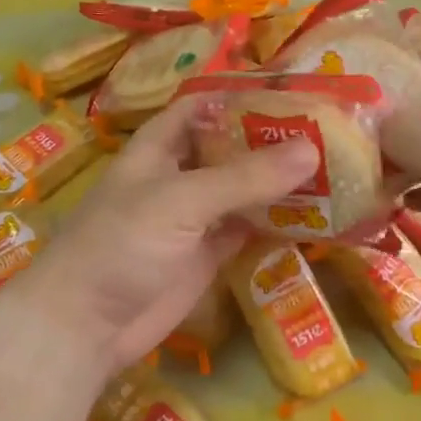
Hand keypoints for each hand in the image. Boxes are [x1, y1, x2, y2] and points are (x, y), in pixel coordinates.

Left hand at [3, 98, 316, 381]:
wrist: (85, 327)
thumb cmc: (121, 245)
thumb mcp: (180, 200)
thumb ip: (244, 177)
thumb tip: (312, 149)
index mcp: (160, 147)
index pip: (203, 106)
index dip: (241, 97)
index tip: (294, 93)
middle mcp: (179, 175)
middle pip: (230, 147)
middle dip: (272, 139)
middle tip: (330, 131)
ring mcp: (194, 218)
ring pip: (244, 190)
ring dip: (280, 182)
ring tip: (336, 166)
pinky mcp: (207, 255)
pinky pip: (248, 229)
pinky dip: (277, 223)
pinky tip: (316, 215)